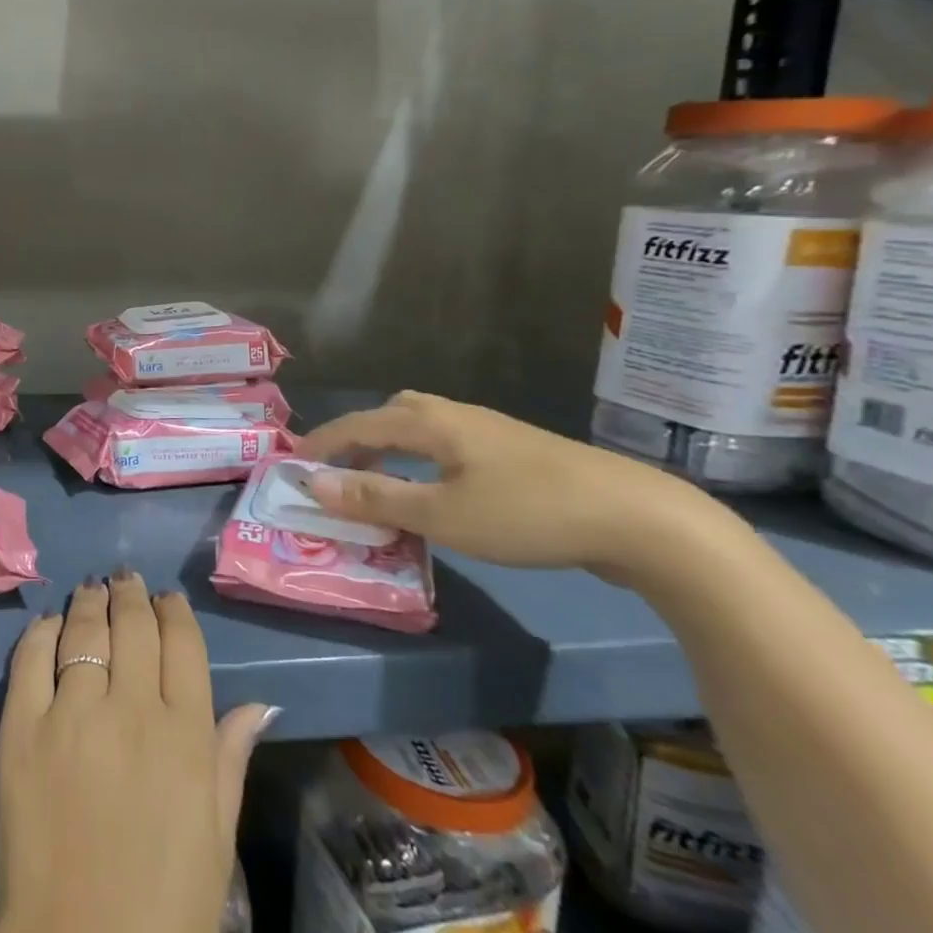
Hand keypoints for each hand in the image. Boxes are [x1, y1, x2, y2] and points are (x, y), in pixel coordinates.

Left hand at [0, 574, 275, 932]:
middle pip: (132, 626)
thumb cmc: (166, 914)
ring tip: (92, 588)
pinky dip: (42, 632)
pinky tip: (49, 624)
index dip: (174, 612)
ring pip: (83, 630)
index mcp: (185, 737)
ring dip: (90, 602)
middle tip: (125, 580)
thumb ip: (230, 760)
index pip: (182, 645)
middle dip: (132, 594)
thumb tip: (258, 704)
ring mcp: (70, 715)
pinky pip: (30, 658)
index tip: (167, 599)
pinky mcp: (20, 729)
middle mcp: (130, 711)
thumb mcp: (216, 839)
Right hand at [296, 391, 742, 581]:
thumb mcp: (441, 515)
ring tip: (381, 478)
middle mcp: (455, 415)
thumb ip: (375, 498)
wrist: (641, 519)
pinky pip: (448, 443)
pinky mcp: (518, 452)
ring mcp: (490, 431)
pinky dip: (422, 458)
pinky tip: (438, 487)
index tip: (291, 463)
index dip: (321, 443)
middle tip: (338, 470)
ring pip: (423, 426)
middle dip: (357, 437)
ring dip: (391, 447)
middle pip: (390, 413)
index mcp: (429, 422)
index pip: (357, 425)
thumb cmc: (527, 514)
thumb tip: (312, 483)